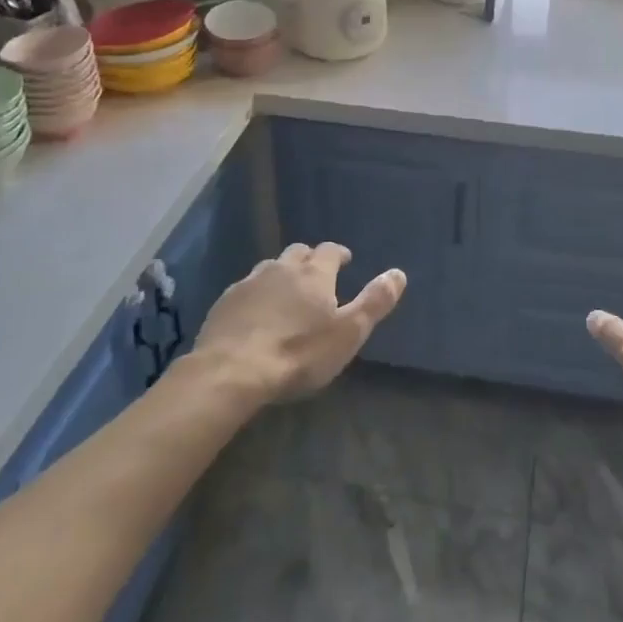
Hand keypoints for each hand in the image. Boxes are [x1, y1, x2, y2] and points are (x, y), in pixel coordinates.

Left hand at [192, 243, 405, 403]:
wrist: (232, 371)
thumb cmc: (299, 353)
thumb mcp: (348, 333)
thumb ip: (375, 301)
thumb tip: (399, 273)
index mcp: (314, 273)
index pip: (330, 250)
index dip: (339, 254)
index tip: (345, 261)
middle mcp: (281, 268)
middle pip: (298, 253)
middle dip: (310, 260)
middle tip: (317, 276)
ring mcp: (249, 283)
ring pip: (269, 268)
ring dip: (281, 275)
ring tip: (286, 292)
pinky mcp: (223, 302)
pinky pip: (245, 288)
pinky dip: (256, 294)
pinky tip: (255, 313)